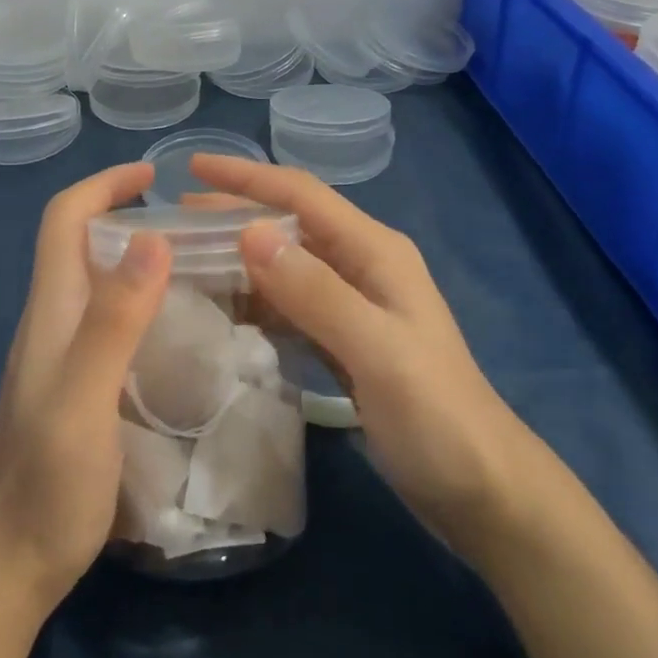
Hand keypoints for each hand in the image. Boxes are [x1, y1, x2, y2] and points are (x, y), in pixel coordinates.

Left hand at [0, 162, 170, 609]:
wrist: (4, 568)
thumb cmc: (44, 484)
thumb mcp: (82, 400)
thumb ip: (114, 321)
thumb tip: (152, 237)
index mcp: (51, 310)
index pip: (64, 219)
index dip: (103, 184)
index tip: (153, 176)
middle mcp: (54, 321)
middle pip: (83, 243)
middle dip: (130, 214)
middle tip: (196, 225)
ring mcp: (63, 356)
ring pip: (100, 282)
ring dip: (141, 258)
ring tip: (202, 266)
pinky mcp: (78, 386)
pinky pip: (112, 320)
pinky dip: (145, 302)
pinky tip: (183, 328)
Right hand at [187, 154, 534, 560]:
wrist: (482, 489)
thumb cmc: (435, 415)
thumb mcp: (376, 350)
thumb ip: (316, 291)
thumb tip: (249, 232)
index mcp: (375, 251)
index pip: (302, 195)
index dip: (247, 178)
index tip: (194, 168)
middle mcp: (363, 265)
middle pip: (289, 225)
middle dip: (235, 214)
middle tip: (175, 221)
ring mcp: (355, 304)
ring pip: (286, 266)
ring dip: (241, 259)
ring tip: (188, 260)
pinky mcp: (346, 340)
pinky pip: (291, 306)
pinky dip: (257, 301)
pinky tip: (226, 311)